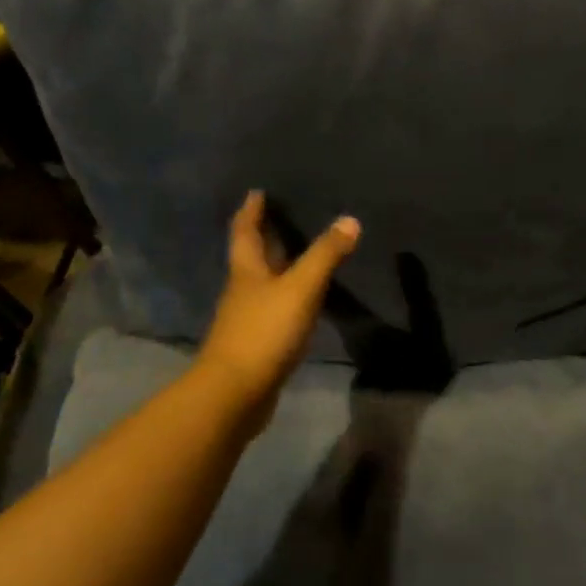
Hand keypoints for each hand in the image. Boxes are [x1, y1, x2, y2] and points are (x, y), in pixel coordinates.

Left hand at [196, 192, 359, 430]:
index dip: (251, 211)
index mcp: (247, 271)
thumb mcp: (300, 288)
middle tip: (283, 217)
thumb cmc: (264, 332)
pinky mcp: (257, 344)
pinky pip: (274, 310)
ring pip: (263, 284)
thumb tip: (350, 219)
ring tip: (300, 254)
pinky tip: (304, 301)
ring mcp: (248, 319)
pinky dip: (287, 298)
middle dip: (265, 236)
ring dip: (278, 267)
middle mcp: (243, 290)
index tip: (257, 192)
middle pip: (252, 256)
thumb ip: (325, 255)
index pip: (245, 232)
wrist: (235, 393)